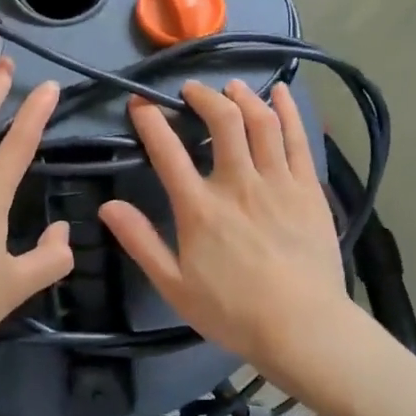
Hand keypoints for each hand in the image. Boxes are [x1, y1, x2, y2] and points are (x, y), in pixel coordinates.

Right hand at [99, 80, 352, 382]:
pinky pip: (297, 138)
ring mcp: (277, 182)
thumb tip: (107, 206)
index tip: (139, 103)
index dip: (150, 120)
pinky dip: (287, 110)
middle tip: (191, 91)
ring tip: (231, 88)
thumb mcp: (174, 286)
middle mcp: (237, 183)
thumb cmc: (233, 312)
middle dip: (203, 96)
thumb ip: (140, 242)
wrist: (303, 328)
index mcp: (199, 207)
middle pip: (221, 121)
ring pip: (260, 121)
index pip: (167, 150)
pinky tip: (281, 92)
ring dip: (243, 97)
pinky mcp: (308, 188)